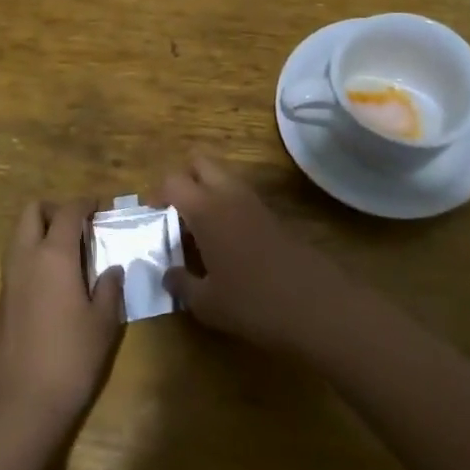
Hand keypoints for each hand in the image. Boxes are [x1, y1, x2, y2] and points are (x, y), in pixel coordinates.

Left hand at [0, 199, 123, 438]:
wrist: (20, 404)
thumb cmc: (70, 359)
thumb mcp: (103, 323)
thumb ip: (109, 289)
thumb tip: (111, 269)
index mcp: (54, 255)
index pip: (68, 212)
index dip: (85, 204)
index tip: (101, 207)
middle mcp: (26, 258)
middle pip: (32, 212)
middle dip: (55, 209)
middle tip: (79, 226)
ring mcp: (8, 279)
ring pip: (18, 234)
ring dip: (40, 231)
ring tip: (70, 252)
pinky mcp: (1, 301)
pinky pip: (16, 260)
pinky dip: (33, 255)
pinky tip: (55, 281)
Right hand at [159, 155, 351, 353]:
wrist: (318, 307)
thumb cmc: (253, 303)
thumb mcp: (207, 303)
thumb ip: (181, 284)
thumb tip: (168, 273)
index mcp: (206, 209)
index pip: (172, 181)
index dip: (157, 194)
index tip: (152, 217)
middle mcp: (229, 195)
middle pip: (200, 163)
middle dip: (183, 179)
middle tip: (175, 213)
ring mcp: (255, 202)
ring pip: (223, 177)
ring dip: (207, 192)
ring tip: (198, 231)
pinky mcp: (274, 216)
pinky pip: (240, 197)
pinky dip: (227, 207)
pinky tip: (227, 244)